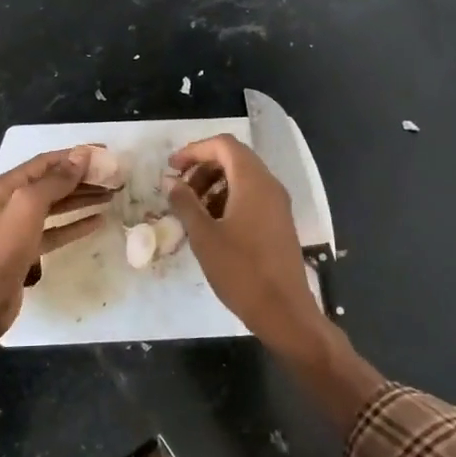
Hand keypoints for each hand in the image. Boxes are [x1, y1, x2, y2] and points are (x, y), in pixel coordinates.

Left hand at [0, 148, 110, 378]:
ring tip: (111, 196)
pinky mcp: (27, 249)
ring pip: (56, 206)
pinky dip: (75, 224)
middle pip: (52, 183)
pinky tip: (98, 221)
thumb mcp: (29, 205)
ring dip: (82, 199)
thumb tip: (81, 156)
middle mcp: (11, 201)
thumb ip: (56, 180)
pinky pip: (56, 230)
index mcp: (6, 185)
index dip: (76, 155)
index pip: (46, 161)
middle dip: (83, 178)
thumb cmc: (4, 246)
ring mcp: (18, 226)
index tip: (105, 154)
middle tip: (113, 178)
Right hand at [168, 134, 384, 432]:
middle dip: (203, 167)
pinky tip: (212, 225)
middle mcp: (269, 185)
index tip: (171, 168)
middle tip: (179, 189)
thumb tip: (171, 182)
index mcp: (253, 181)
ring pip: (243, 178)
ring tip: (192, 209)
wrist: (284, 311)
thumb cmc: (241, 271)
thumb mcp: (204, 236)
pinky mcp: (279, 222)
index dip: (194, 150)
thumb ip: (185, 203)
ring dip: (214, 184)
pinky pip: (252, 197)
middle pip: (234, 158)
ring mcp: (278, 204)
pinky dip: (228, 199)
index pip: (223, 145)